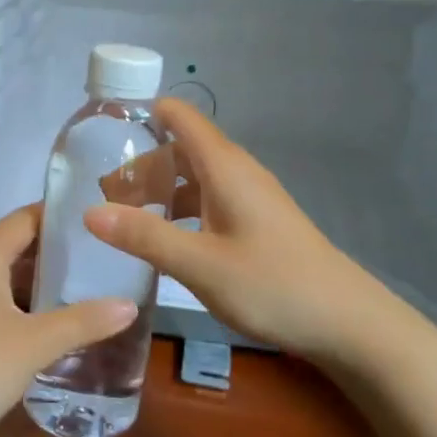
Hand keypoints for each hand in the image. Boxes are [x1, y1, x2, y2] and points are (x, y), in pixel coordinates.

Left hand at [0, 205, 136, 436]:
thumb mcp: (34, 345)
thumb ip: (83, 321)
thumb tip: (130, 305)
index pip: (28, 217)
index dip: (63, 218)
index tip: (101, 223)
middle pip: (14, 243)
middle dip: (55, 253)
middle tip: (101, 261)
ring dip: (34, 280)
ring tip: (80, 290)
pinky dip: (13, 300)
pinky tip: (40, 323)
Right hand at [85, 98, 409, 365]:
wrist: (346, 322)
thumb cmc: (273, 285)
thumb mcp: (200, 264)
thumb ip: (145, 236)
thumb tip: (90, 212)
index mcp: (224, 167)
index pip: (179, 116)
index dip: (142, 114)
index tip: (102, 133)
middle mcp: (237, 172)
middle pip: (180, 148)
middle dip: (142, 163)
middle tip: (104, 194)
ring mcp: (250, 197)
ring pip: (194, 176)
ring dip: (160, 189)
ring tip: (125, 218)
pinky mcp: (257, 221)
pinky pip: (209, 199)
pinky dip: (181, 209)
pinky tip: (166, 240)